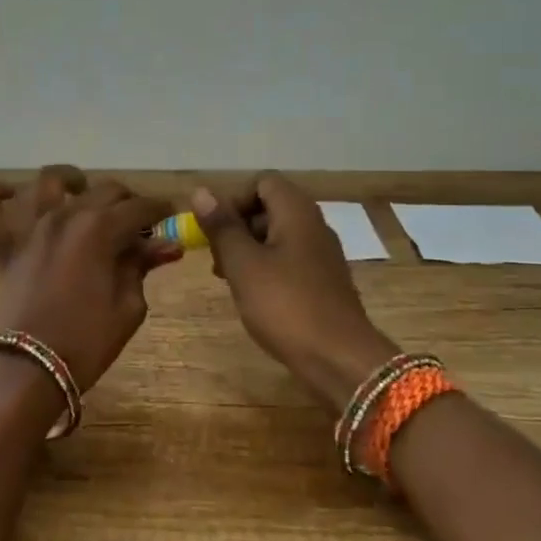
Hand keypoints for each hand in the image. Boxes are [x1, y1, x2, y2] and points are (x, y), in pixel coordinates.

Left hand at [0, 168, 179, 389]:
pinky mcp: (5, 245)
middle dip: (127, 200)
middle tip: (137, 222)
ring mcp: (30, 227)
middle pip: (104, 190)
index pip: (139, 208)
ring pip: (48, 182)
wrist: (29, 369)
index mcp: (100, 229)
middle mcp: (65, 215)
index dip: (160, 210)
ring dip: (70, 180)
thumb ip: (142, 266)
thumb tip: (167, 244)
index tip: (172, 215)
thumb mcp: (128, 307)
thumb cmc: (87, 341)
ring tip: (81, 191)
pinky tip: (10, 194)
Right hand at [193, 173, 398, 411]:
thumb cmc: (285, 305)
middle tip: (217, 259)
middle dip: (238, 227)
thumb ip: (222, 227)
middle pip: (270, 207)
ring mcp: (322, 255)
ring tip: (229, 280)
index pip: (262, 182)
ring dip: (249, 250)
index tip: (216, 231)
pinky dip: (267, 269)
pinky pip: (290, 260)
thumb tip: (201, 192)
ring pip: (278, 236)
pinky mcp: (324, 281)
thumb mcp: (243, 264)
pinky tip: (254, 296)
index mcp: (297, 212)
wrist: (339, 358)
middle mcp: (314, 225)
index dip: (234, 200)